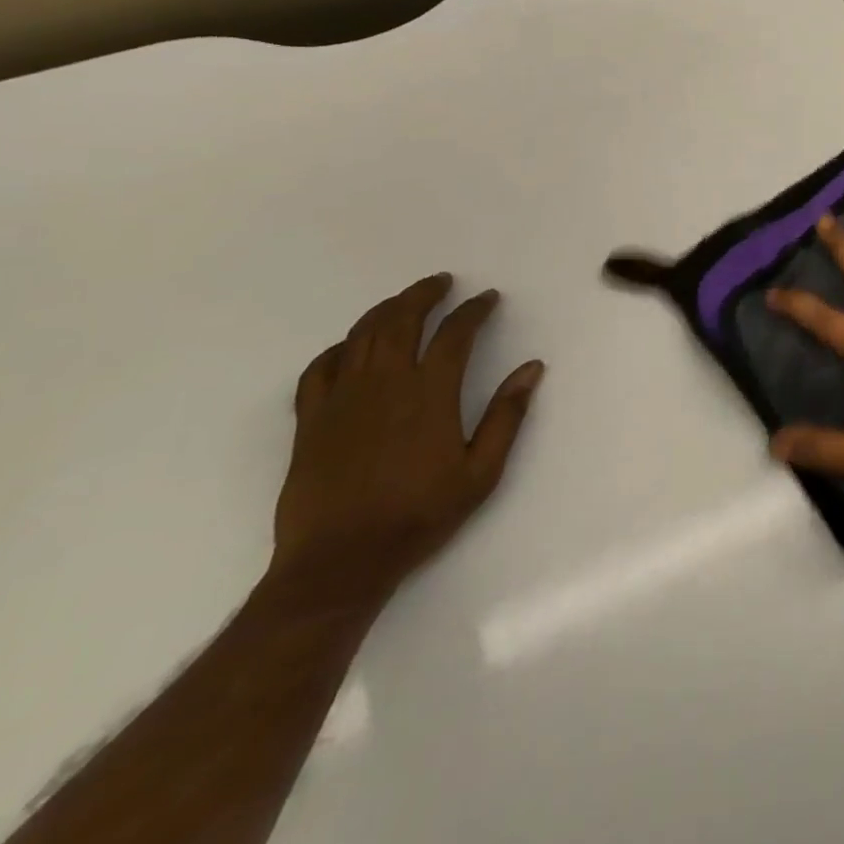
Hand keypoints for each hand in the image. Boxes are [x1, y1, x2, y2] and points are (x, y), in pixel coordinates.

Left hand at [272, 274, 545, 600]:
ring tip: (403, 301)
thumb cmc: (419, 515)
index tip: (487, 298)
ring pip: (361, 336)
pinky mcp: (310, 420)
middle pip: (402, 320)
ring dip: (385, 310)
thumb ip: (507, 415)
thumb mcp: (481, 472)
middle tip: (442, 282)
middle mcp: (385, 385)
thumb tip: (532, 368)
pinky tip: (350, 347)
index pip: (455, 333)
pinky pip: (319, 369)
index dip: (474, 309)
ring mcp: (342, 400)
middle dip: (424, 294)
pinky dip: (338, 348)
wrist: (339, 562)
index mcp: (430, 394)